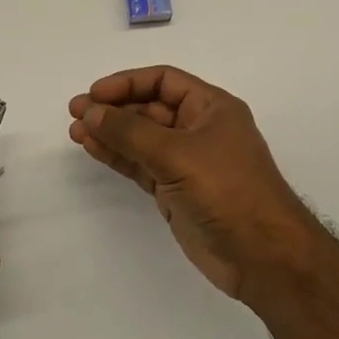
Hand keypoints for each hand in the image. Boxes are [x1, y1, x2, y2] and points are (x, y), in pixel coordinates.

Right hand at [69, 67, 315, 301]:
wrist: (263, 257)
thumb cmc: (228, 191)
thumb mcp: (178, 154)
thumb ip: (131, 132)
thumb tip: (91, 111)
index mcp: (211, 108)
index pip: (163, 81)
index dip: (127, 83)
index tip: (94, 94)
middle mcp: (198, 129)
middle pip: (149, 108)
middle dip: (113, 108)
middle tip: (75, 111)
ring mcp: (186, 162)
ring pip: (140, 138)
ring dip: (109, 132)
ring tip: (74, 130)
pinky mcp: (175, 191)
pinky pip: (140, 165)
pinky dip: (117, 156)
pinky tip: (92, 148)